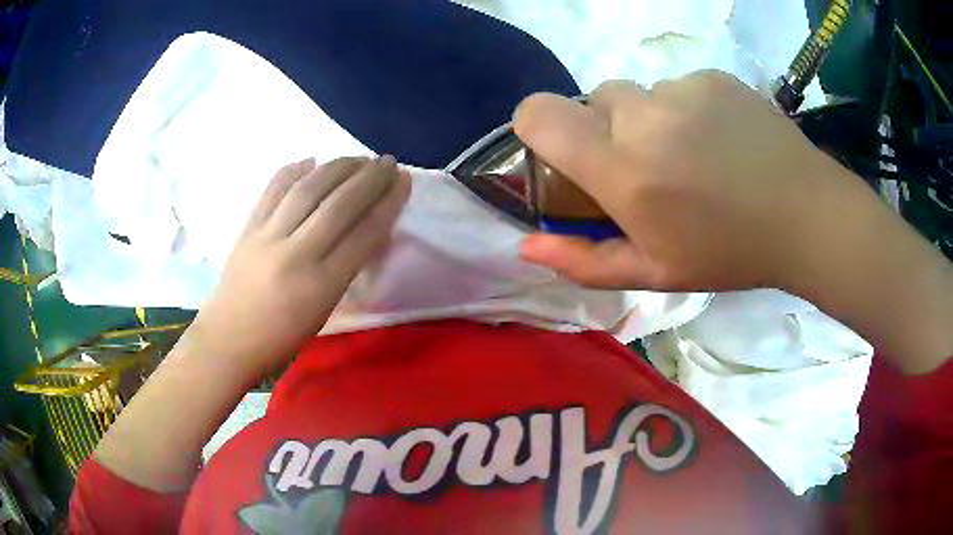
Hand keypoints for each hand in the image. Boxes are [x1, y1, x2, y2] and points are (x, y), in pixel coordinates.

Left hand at [190, 156, 410, 377]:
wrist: (227, 341)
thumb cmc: (280, 339)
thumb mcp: (322, 312)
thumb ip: (346, 271)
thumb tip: (369, 231)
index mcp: (320, 286)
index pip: (363, 234)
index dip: (388, 204)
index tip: (404, 182)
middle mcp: (295, 255)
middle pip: (339, 205)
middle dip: (369, 178)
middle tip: (388, 162)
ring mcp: (267, 237)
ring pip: (307, 189)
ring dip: (337, 167)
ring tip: (357, 158)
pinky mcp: (247, 228)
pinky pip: (272, 189)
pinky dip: (293, 170)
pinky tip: (311, 160)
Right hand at [513, 71, 861, 291]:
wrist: (806, 214)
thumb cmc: (729, 253)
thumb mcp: (655, 273)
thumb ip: (584, 260)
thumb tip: (526, 245)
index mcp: (623, 169)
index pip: (538, 113)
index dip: (536, 127)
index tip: (563, 153)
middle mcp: (644, 116)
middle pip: (593, 101)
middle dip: (606, 131)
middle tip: (648, 168)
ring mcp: (682, 88)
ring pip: (638, 93)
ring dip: (650, 121)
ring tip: (694, 157)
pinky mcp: (712, 75)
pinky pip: (677, 86)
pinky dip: (686, 110)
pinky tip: (721, 140)